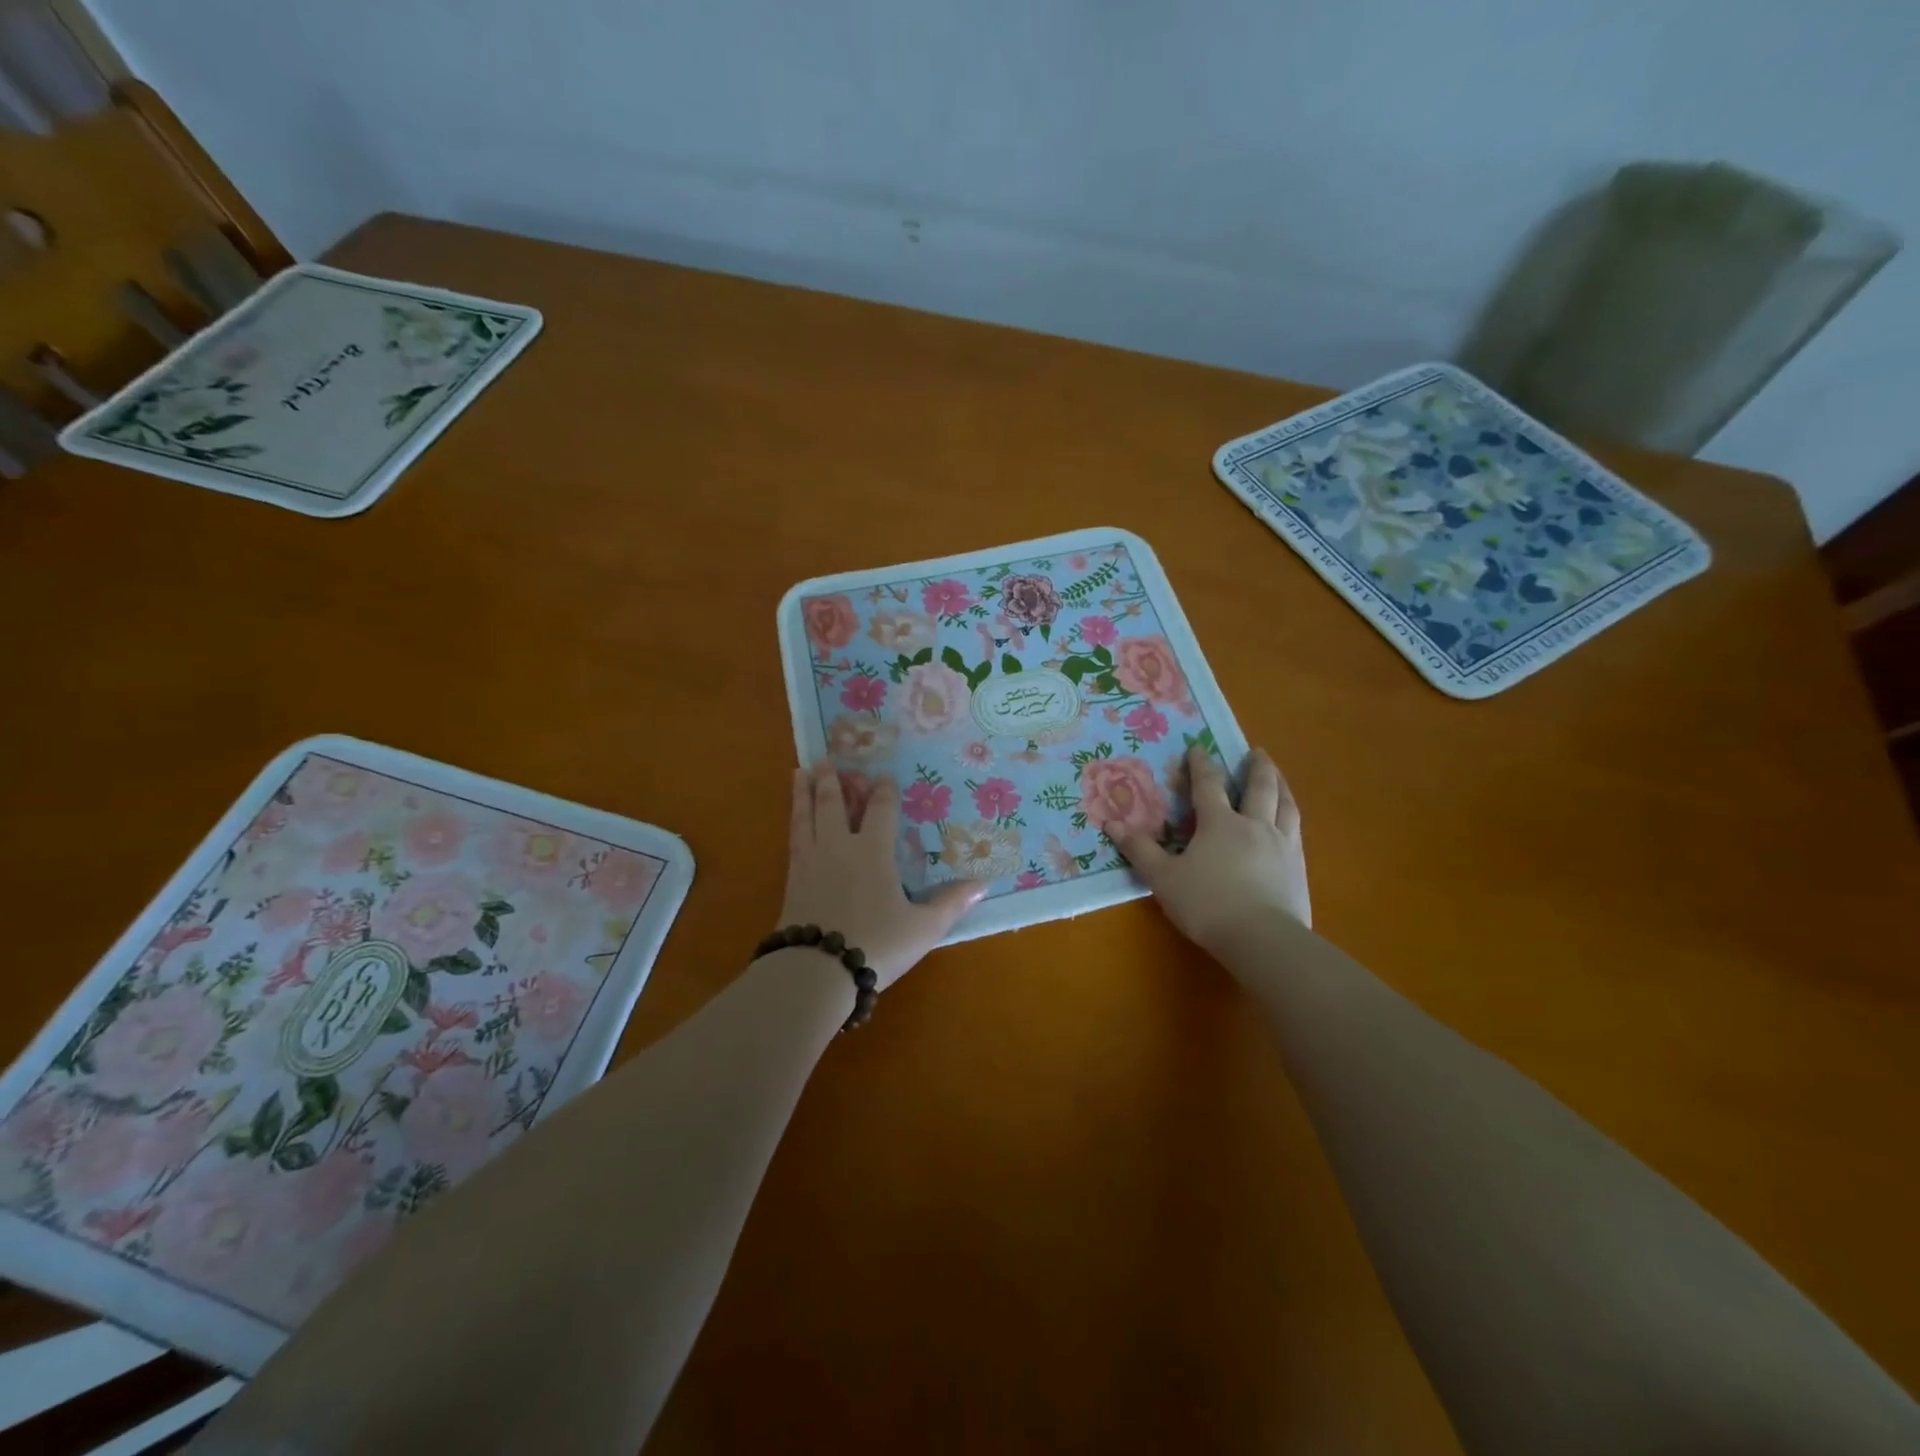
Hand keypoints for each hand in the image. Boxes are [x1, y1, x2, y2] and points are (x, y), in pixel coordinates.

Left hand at [781, 760, 984, 989]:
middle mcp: (839, 847)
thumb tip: (982, 884)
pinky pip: (794, 840)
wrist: (816, 970)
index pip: (879, 811)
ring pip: (807, 817)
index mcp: (873, 852)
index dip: (883, 791)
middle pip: (834, 805)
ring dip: (805, 793)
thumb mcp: (923, 928)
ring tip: (800, 772)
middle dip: (833, 781)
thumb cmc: (876, 944)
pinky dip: (794, 822)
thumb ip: (951, 903)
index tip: (882, 774)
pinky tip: (794, 822)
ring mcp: (811, 862)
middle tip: (825, 759)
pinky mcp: (792, 881)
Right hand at [1107, 745, 1310, 951]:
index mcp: (1219, 823)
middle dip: (1256, 767)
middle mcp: (1254, 825)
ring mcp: (1281, 845)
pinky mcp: (1298, 868)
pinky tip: (1290, 823)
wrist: (1263, 939)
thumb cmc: (1207, 904)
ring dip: (1281, 786)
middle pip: (1259, 787)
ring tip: (1278, 777)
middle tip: (1257, 752)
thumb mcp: (1163, 878)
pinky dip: (1291, 817)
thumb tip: (1112, 823)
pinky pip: (1296, 831)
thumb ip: (1140, 850)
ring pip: (1285, 805)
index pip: (1208, 785)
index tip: (1198, 748)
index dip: (1201, 765)